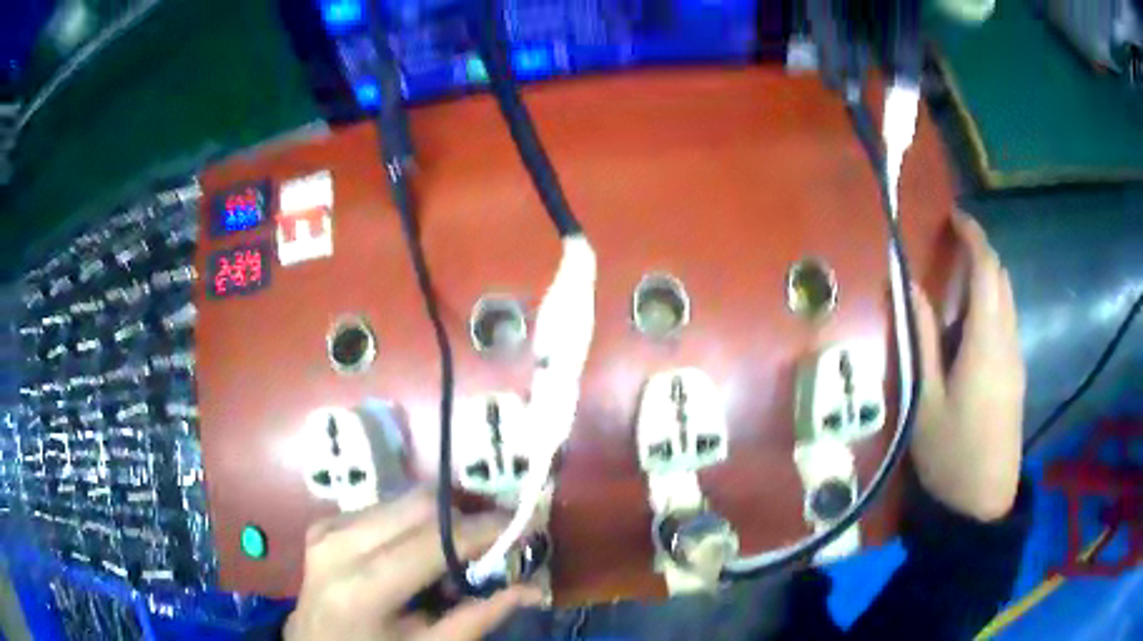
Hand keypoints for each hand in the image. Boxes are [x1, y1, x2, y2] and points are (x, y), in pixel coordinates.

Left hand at [285, 488, 539, 640]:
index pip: (435, 540)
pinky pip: (382, 508)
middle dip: (467, 514)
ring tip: (462, 548)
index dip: (486, 529)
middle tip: (499, 535)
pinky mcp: (324, 523)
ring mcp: (326, 529)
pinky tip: (422, 551)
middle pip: (418, 503)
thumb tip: (533, 588)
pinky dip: (414, 523)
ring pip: (401, 500)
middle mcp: (337, 544)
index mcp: (361, 587)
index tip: (525, 527)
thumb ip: (479, 617)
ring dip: (441, 518)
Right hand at [911, 214, 1024, 521]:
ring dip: (986, 279)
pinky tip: (969, 326)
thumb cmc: (950, 454)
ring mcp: (1016, 359)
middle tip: (950, 246)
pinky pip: (1007, 323)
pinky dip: (991, 305)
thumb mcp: (926, 400)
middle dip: (980, 253)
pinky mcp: (1016, 375)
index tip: (954, 217)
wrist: (983, 503)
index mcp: (986, 343)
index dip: (973, 237)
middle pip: (1002, 280)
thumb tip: (909, 289)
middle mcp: (1008, 342)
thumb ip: (921, 339)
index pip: (987, 271)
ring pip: (1007, 300)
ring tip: (956, 280)